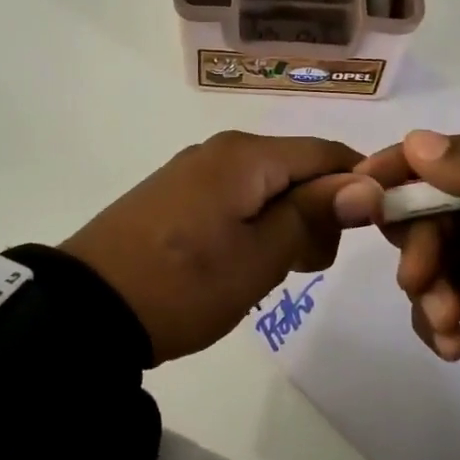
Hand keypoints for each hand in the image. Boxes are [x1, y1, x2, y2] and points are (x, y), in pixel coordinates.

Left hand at [62, 131, 365, 363]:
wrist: (87, 309)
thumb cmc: (184, 284)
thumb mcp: (260, 256)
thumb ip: (314, 214)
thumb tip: (368, 184)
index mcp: (246, 155)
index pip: (326, 152)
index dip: (360, 185)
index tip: (372, 231)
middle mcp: (221, 150)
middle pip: (296, 168)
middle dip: (319, 212)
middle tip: (303, 267)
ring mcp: (192, 172)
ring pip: (266, 187)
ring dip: (285, 225)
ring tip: (267, 273)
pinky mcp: (173, 196)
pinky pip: (235, 199)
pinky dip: (253, 227)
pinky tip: (237, 264)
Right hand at [335, 131, 459, 426]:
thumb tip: (417, 140)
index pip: (458, 154)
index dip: (409, 165)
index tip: (366, 183)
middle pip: (435, 207)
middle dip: (418, 243)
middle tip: (418, 279)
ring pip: (431, 253)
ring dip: (426, 286)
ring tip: (446, 321)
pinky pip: (441, 296)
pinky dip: (436, 318)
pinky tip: (452, 344)